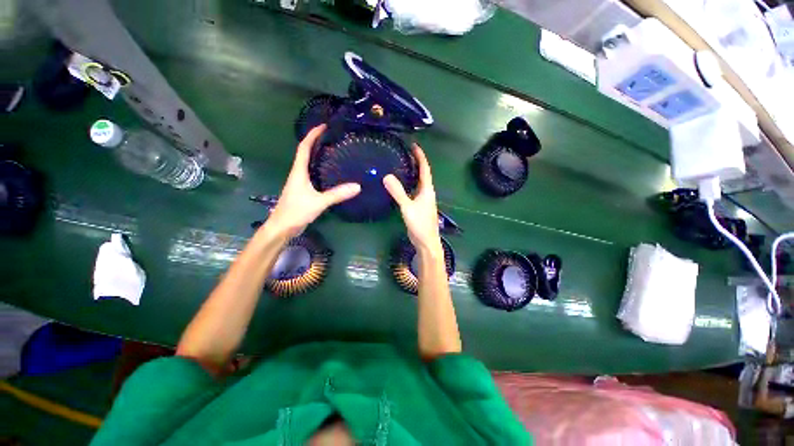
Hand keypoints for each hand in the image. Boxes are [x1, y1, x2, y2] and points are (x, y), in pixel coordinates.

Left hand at [266, 125, 360, 236]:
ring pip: (309, 164)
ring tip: (333, 151)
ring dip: (318, 155)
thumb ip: (337, 194)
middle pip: (306, 152)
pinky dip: (320, 168)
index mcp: (298, 171)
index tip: (323, 126)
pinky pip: (313, 174)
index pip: (304, 147)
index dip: (312, 135)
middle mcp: (298, 173)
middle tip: (332, 138)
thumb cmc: (296, 212)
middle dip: (316, 142)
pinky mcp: (303, 191)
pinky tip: (331, 173)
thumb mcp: (318, 202)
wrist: (282, 227)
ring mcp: (300, 182)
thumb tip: (358, 187)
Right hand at [384, 144, 441, 252]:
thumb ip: (398, 192)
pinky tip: (400, 185)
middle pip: (422, 174)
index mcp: (427, 190)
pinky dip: (408, 185)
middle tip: (405, 153)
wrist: (426, 242)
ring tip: (402, 165)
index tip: (414, 145)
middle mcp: (427, 193)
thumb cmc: (420, 224)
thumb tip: (386, 176)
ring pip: (418, 183)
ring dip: (412, 173)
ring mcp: (423, 200)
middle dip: (416, 163)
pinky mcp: (419, 207)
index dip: (420, 156)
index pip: (425, 169)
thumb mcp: (407, 207)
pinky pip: (414, 191)